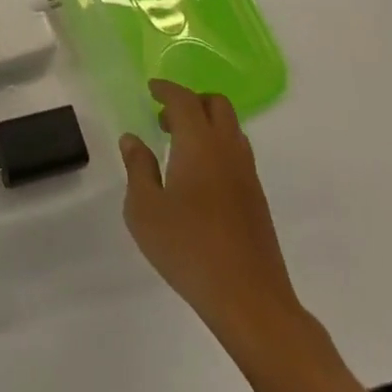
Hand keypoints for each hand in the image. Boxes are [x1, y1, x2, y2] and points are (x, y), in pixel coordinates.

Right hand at [120, 80, 303, 338]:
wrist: (251, 301)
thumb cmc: (190, 249)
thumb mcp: (145, 210)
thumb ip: (137, 168)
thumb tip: (133, 139)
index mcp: (198, 142)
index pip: (184, 99)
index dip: (166, 89)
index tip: (151, 89)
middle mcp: (227, 149)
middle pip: (216, 104)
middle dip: (191, 101)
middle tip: (167, 118)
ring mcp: (247, 174)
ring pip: (231, 129)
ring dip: (208, 125)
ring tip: (182, 147)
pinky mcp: (258, 200)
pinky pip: (238, 155)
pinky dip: (219, 149)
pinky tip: (201, 178)